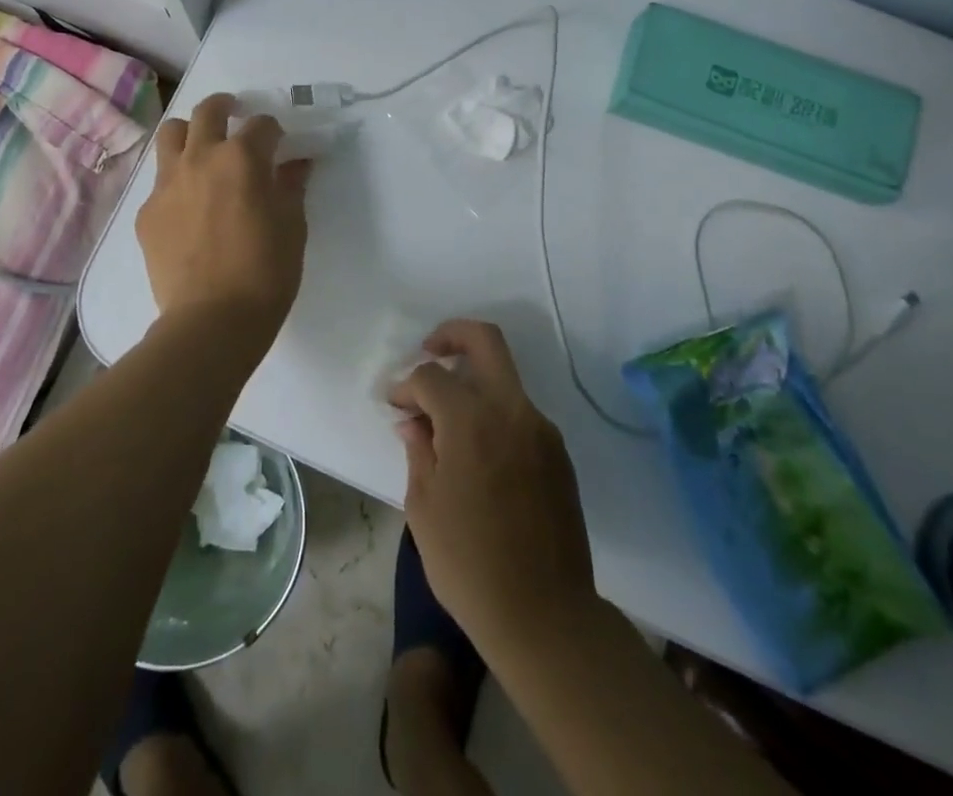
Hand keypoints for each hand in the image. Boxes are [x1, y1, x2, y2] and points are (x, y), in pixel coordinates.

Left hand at [135, 93, 311, 363]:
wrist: (212, 321)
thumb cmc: (266, 272)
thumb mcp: (292, 226)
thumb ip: (291, 186)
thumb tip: (296, 163)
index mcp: (242, 158)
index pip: (261, 124)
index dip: (273, 131)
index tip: (279, 144)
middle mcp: (200, 158)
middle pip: (207, 111)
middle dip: (224, 106)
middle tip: (233, 114)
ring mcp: (167, 183)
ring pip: (171, 134)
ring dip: (189, 133)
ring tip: (201, 150)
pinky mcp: (146, 212)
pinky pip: (160, 181)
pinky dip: (176, 181)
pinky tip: (187, 208)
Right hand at [390, 320, 596, 656]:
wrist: (545, 616)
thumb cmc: (469, 564)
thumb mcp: (424, 507)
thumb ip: (418, 450)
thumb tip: (413, 421)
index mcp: (472, 421)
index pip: (431, 377)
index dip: (406, 386)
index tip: (394, 405)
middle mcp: (512, 411)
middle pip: (485, 341)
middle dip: (452, 335)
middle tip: (428, 351)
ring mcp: (541, 430)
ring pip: (505, 377)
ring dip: (474, 380)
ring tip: (446, 417)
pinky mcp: (558, 453)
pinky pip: (519, 413)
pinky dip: (493, 413)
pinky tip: (476, 450)